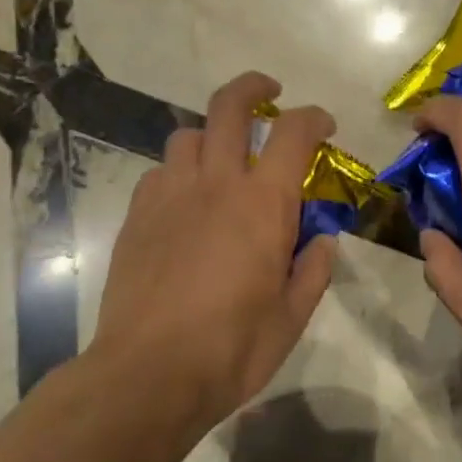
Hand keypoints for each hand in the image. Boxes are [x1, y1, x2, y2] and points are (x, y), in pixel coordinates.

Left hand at [90, 71, 337, 431]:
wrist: (148, 373)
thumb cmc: (231, 349)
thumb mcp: (291, 318)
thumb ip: (312, 270)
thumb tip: (322, 240)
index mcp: (262, 204)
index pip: (293, 133)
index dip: (314, 118)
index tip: (324, 126)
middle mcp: (215, 184)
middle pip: (229, 106)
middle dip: (252, 87)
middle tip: (268, 92)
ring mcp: (169, 195)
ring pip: (188, 136)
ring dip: (211, 136)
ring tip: (222, 161)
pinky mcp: (137, 215)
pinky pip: (160, 173)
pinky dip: (179, 174)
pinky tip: (185, 203)